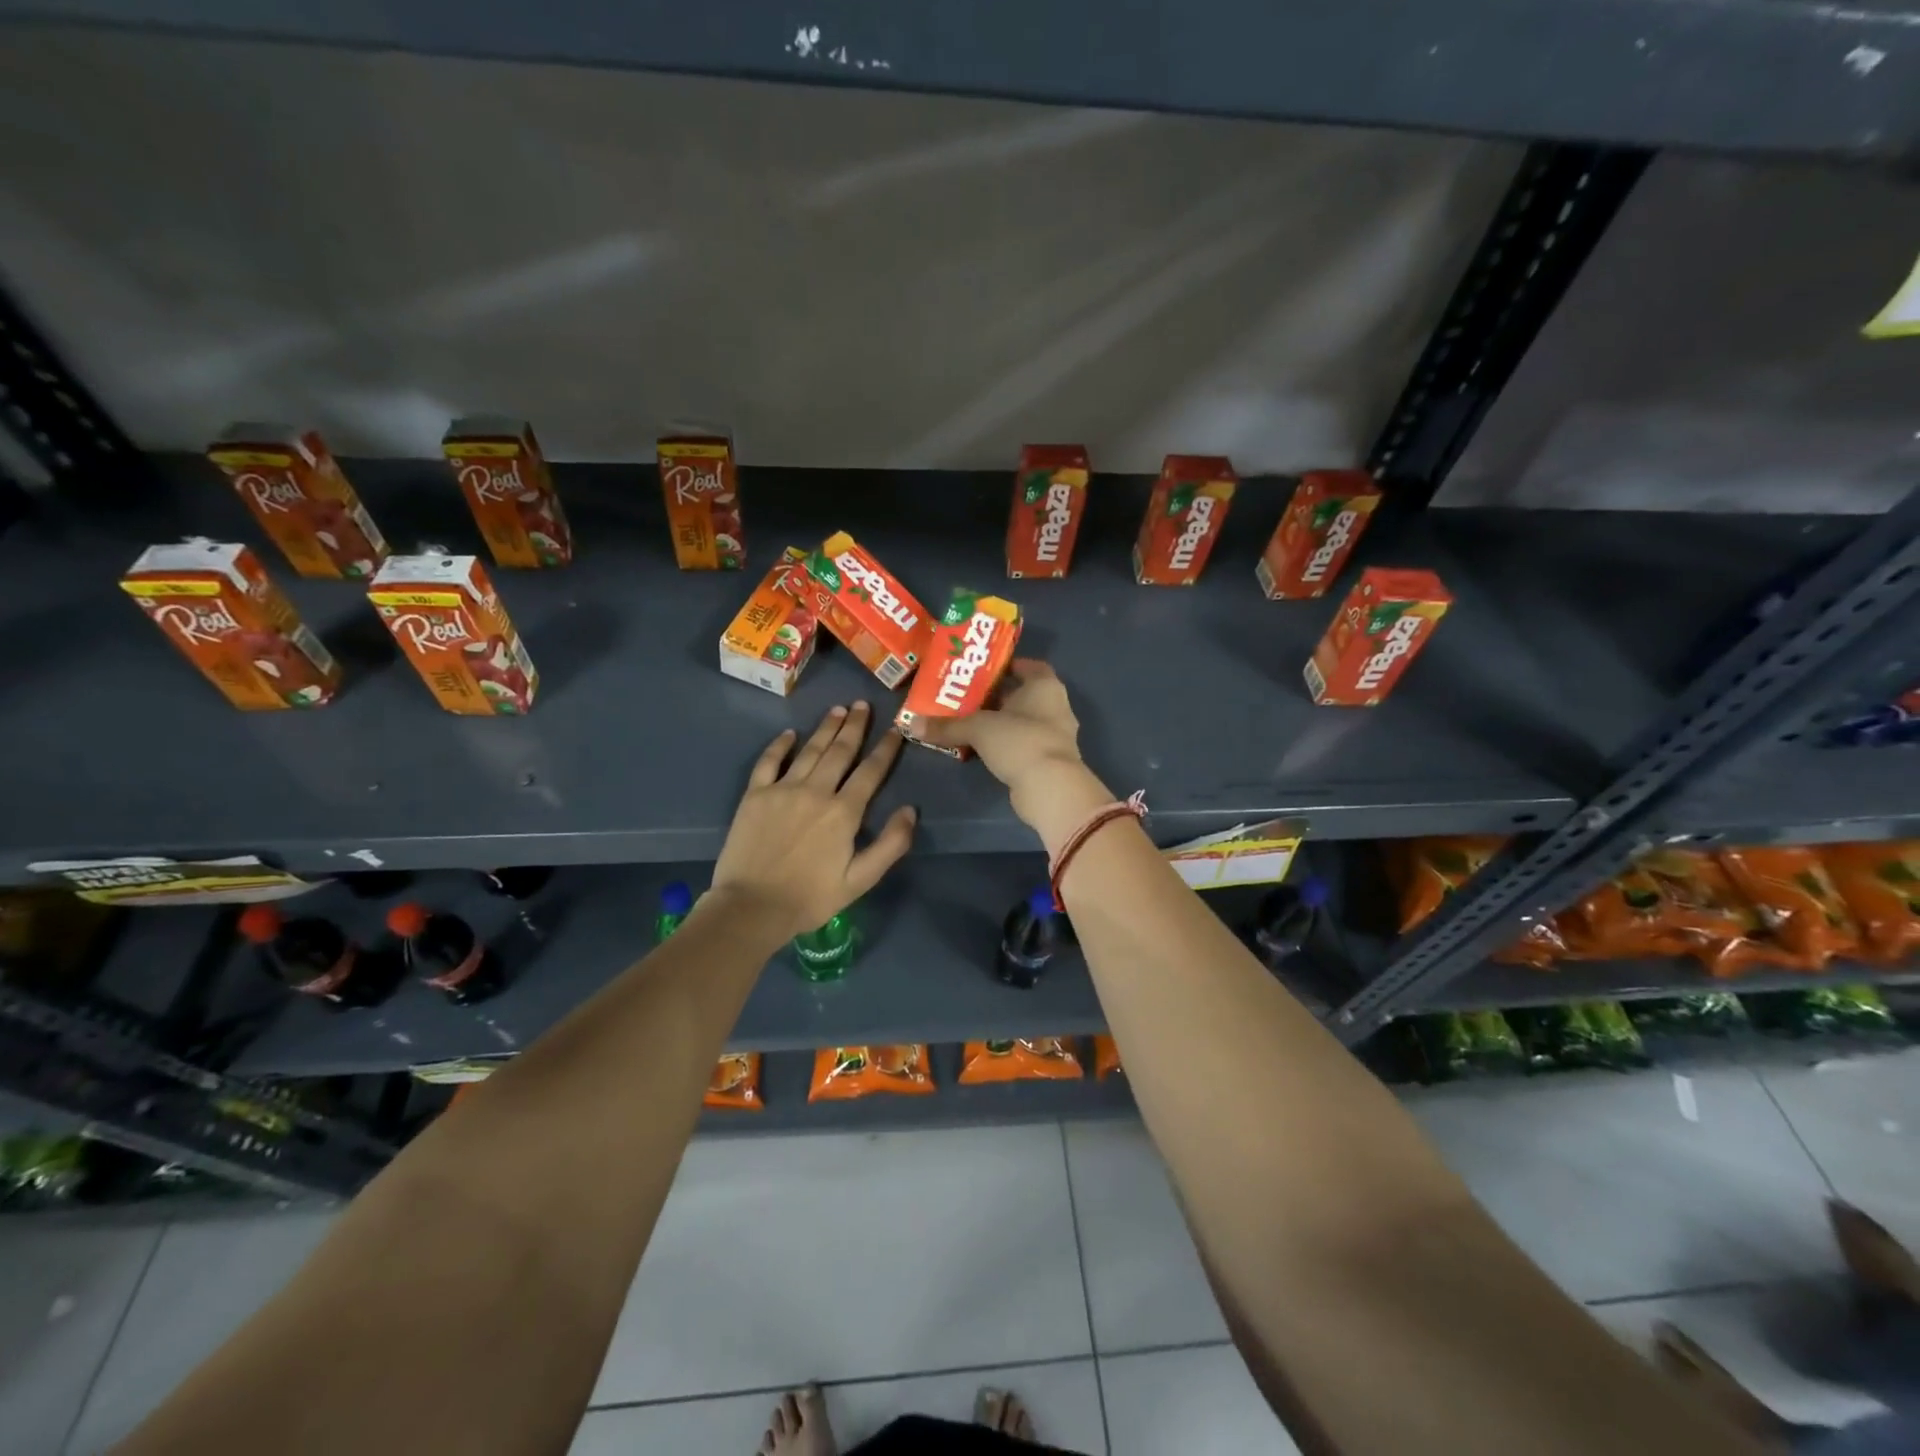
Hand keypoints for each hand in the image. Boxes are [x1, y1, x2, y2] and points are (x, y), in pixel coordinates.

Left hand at [709, 702, 916, 940]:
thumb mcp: (860, 880)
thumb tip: (910, 811)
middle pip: (840, 751)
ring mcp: (782, 789)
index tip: (895, 730)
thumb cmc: (810, 898)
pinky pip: (769, 761)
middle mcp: (815, 791)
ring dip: (825, 728)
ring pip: (810, 750)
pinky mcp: (755, 795)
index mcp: (843, 812)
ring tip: (837, 709)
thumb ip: (890, 845)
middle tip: (862, 705)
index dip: (885, 749)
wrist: (752, 907)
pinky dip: (780, 745)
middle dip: (855, 726)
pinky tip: (790, 734)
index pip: (870, 772)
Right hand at [919, 660, 1100, 831]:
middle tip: (964, 695)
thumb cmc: (1019, 741)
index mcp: (1045, 686)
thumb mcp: (978, 728)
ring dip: (999, 722)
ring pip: (1021, 721)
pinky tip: (981, 748)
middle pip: (1022, 694)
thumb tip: (911, 724)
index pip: (1029, 666)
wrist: (1050, 788)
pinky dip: (1004, 744)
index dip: (1006, 665)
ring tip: (967, 722)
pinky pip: (1022, 744)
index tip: (981, 670)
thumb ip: (947, 726)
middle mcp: (1055, 706)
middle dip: (994, 695)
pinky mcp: (1048, 760)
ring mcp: (1054, 736)